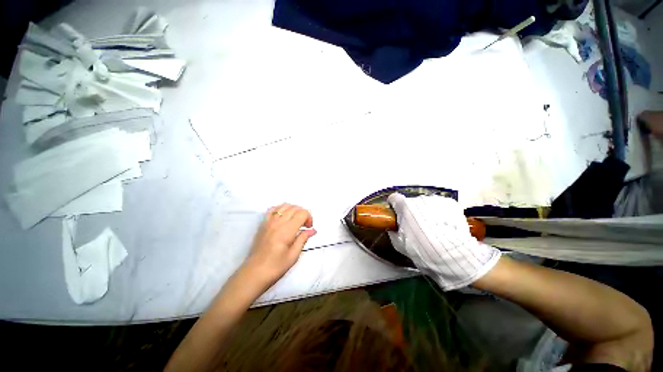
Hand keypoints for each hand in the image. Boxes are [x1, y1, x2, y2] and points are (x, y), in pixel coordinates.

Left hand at [241, 203, 315, 290]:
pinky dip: (281, 209)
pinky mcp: (263, 224)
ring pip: (284, 206)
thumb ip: (303, 239)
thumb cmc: (276, 266)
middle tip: (304, 225)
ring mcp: (269, 221)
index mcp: (287, 230)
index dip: (309, 217)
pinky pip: (273, 209)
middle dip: (303, 213)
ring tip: (295, 220)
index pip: (302, 213)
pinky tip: (283, 217)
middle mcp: (278, 222)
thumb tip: (312, 230)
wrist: (254, 273)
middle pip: (294, 207)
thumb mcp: (294, 255)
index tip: (309, 227)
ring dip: (293, 210)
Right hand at [387, 193, 500, 290]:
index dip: (394, 205)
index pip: (394, 198)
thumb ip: (393, 231)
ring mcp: (436, 200)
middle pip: (411, 202)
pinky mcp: (451, 203)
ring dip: (427, 212)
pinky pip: (441, 206)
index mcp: (404, 206)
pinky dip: (440, 213)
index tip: (396, 212)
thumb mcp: (399, 243)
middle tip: (416, 226)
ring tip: (433, 228)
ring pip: (427, 204)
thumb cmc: (420, 248)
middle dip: (412, 211)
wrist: (450, 253)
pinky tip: (443, 226)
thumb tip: (393, 227)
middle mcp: (419, 199)